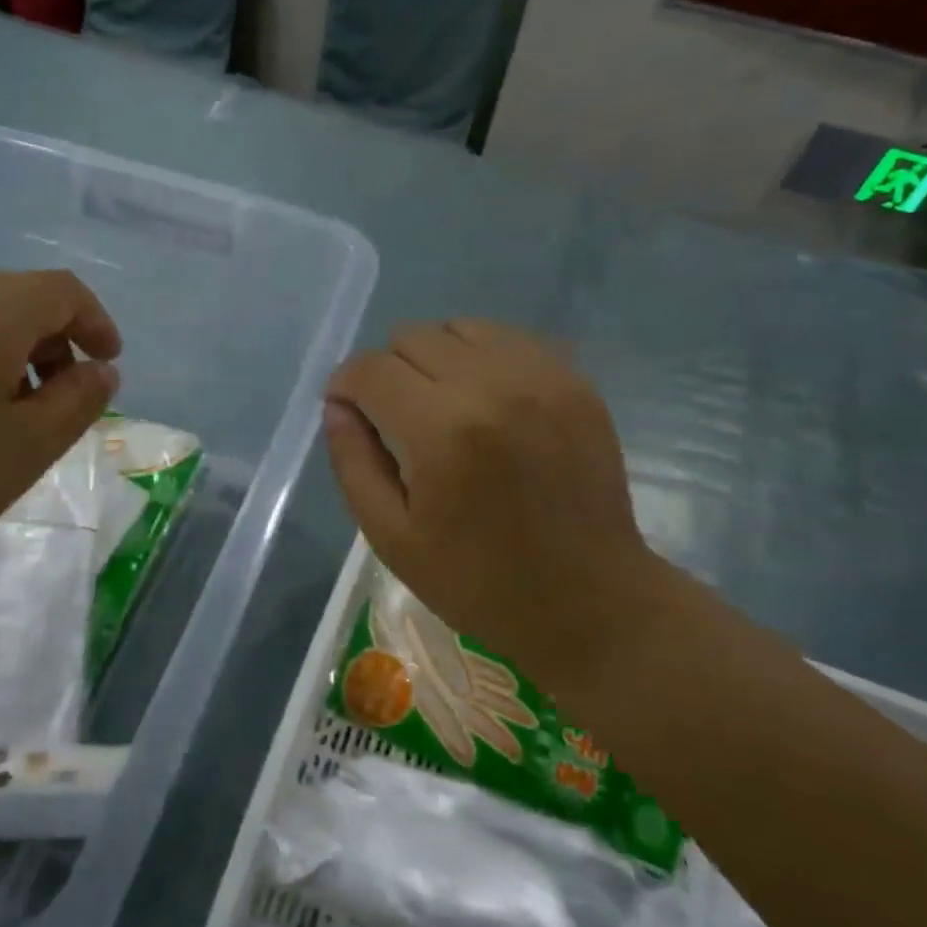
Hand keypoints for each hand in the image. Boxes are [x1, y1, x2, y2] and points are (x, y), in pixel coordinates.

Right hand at [323, 320, 663, 694]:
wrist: (589, 599)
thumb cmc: (478, 581)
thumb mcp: (392, 537)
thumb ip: (353, 461)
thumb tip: (337, 405)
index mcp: (441, 431)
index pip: (371, 369)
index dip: (346, 385)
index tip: (348, 411)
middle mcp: (492, 385)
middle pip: (412, 336)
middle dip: (388, 371)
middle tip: (396, 418)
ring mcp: (541, 377)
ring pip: (460, 328)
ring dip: (436, 358)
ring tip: (442, 406)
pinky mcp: (574, 381)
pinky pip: (508, 340)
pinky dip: (482, 359)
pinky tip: (486, 402)